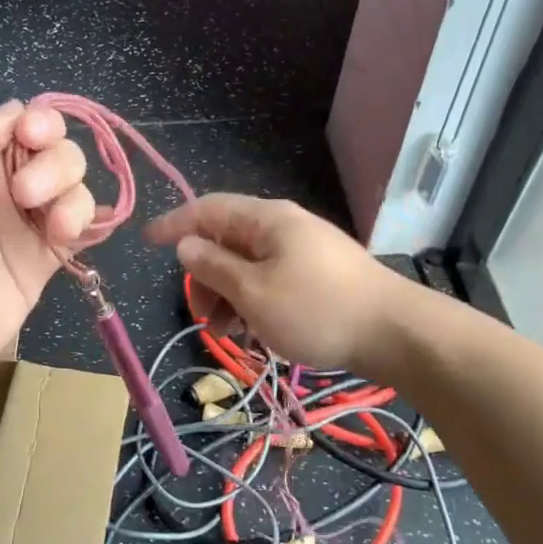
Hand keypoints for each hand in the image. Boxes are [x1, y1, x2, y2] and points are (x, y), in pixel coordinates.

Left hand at [0, 103, 94, 390]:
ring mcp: (25, 224)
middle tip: (25, 197)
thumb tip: (17, 111)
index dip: (40, 124)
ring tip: (56, 231)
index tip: (33, 140)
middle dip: (55, 166)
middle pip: (56, 151)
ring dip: (73, 199)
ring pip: (74, 188)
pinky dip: (88, 223)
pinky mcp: (43, 261)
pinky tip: (73, 235)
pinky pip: (81, 228)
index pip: (22, 122)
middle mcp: (1, 185)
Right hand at [145, 195, 405, 371]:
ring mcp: (304, 250)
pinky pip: (271, 281)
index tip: (146, 241)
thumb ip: (213, 267)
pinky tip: (257, 334)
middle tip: (202, 317)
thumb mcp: (253, 292)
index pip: (207, 209)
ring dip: (229, 297)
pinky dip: (254, 303)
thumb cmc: (316, 310)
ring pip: (248, 266)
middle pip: (227, 241)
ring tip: (229, 334)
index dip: (174, 223)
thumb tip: (185, 245)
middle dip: (206, 277)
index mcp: (266, 219)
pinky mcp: (318, 276)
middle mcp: (284, 227)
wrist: (395, 333)